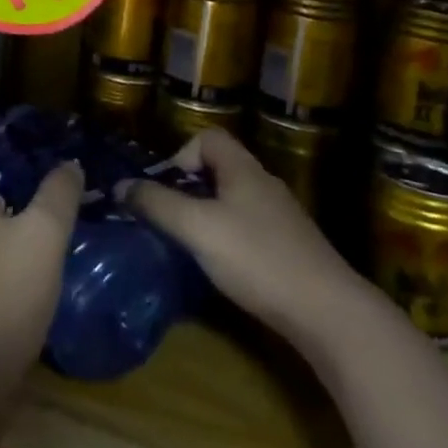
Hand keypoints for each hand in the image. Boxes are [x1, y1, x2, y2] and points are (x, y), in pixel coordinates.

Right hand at [125, 129, 368, 351]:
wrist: (326, 310)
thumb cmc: (257, 258)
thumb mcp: (198, 228)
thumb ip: (158, 205)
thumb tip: (120, 186)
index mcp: (244, 170)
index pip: (209, 138)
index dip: (182, 155)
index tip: (168, 190)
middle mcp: (264, 184)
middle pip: (220, 169)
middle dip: (190, 189)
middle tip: (171, 221)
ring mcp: (281, 217)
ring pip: (234, 201)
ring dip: (208, 216)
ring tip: (191, 246)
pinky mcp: (290, 247)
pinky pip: (249, 228)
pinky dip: (229, 239)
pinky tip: (224, 268)